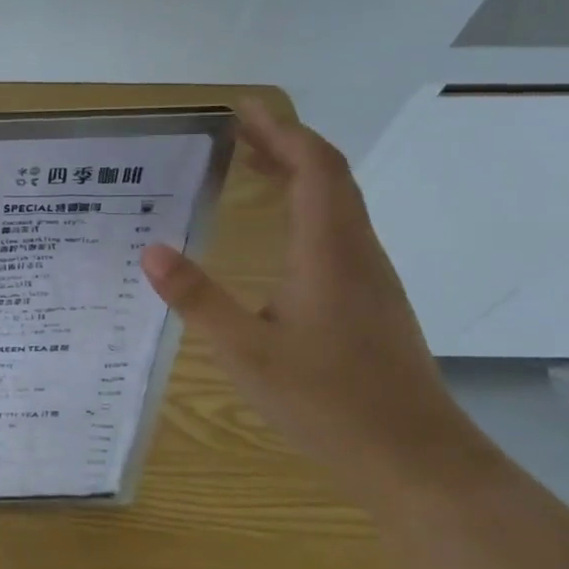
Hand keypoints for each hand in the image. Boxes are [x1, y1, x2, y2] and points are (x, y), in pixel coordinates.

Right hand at [140, 102, 469, 472]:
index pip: (313, 168)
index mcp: (330, 252)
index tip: (242, 107)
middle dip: (286, 142)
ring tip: (252, 165)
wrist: (417, 461)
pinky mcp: (371, 301)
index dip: (280, 130)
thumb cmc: (329, 402)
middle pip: (329, 176)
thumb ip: (198, 300)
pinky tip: (280, 232)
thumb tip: (152, 250)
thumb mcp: (247, 352)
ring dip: (298, 172)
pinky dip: (306, 206)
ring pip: (338, 203)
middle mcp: (357, 253)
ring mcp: (370, 278)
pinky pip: (337, 231)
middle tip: (238, 128)